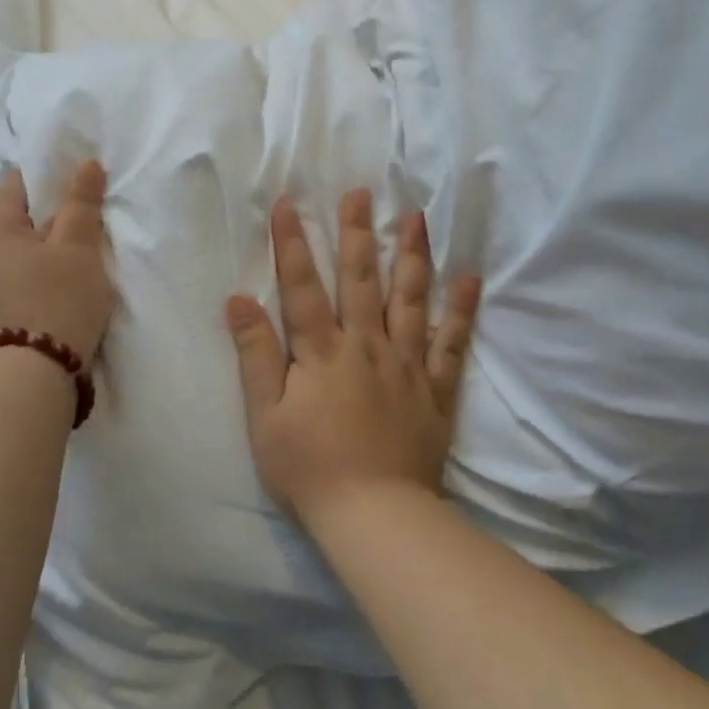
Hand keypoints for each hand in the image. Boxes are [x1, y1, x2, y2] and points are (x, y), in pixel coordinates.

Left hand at [0, 160, 116, 363]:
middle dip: (57, 214)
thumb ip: (81, 203)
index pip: (19, 184)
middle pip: (23, 219)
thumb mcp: (77, 246)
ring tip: (89, 250)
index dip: (51, 174)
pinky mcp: (1, 313)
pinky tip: (73, 282)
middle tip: (95, 215)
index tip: (83, 178)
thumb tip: (86, 163)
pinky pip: (26, 277)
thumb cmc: (57, 299)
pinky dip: (49, 272)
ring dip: (55, 247)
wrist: (34, 377)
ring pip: (27, 251)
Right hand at [226, 189, 480, 528]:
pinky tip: (471, 279)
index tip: (289, 202)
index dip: (293, 242)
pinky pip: (452, 343)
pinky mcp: (436, 389)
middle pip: (361, 279)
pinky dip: (461, 310)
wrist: (376, 515)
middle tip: (362, 193)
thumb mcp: (264, 416)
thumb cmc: (309, 468)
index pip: (302, 285)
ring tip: (416, 216)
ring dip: (412, 254)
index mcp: (321, 351)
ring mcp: (406, 364)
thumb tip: (238, 299)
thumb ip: (254, 354)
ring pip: (410, 299)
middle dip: (358, 233)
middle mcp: (366, 345)